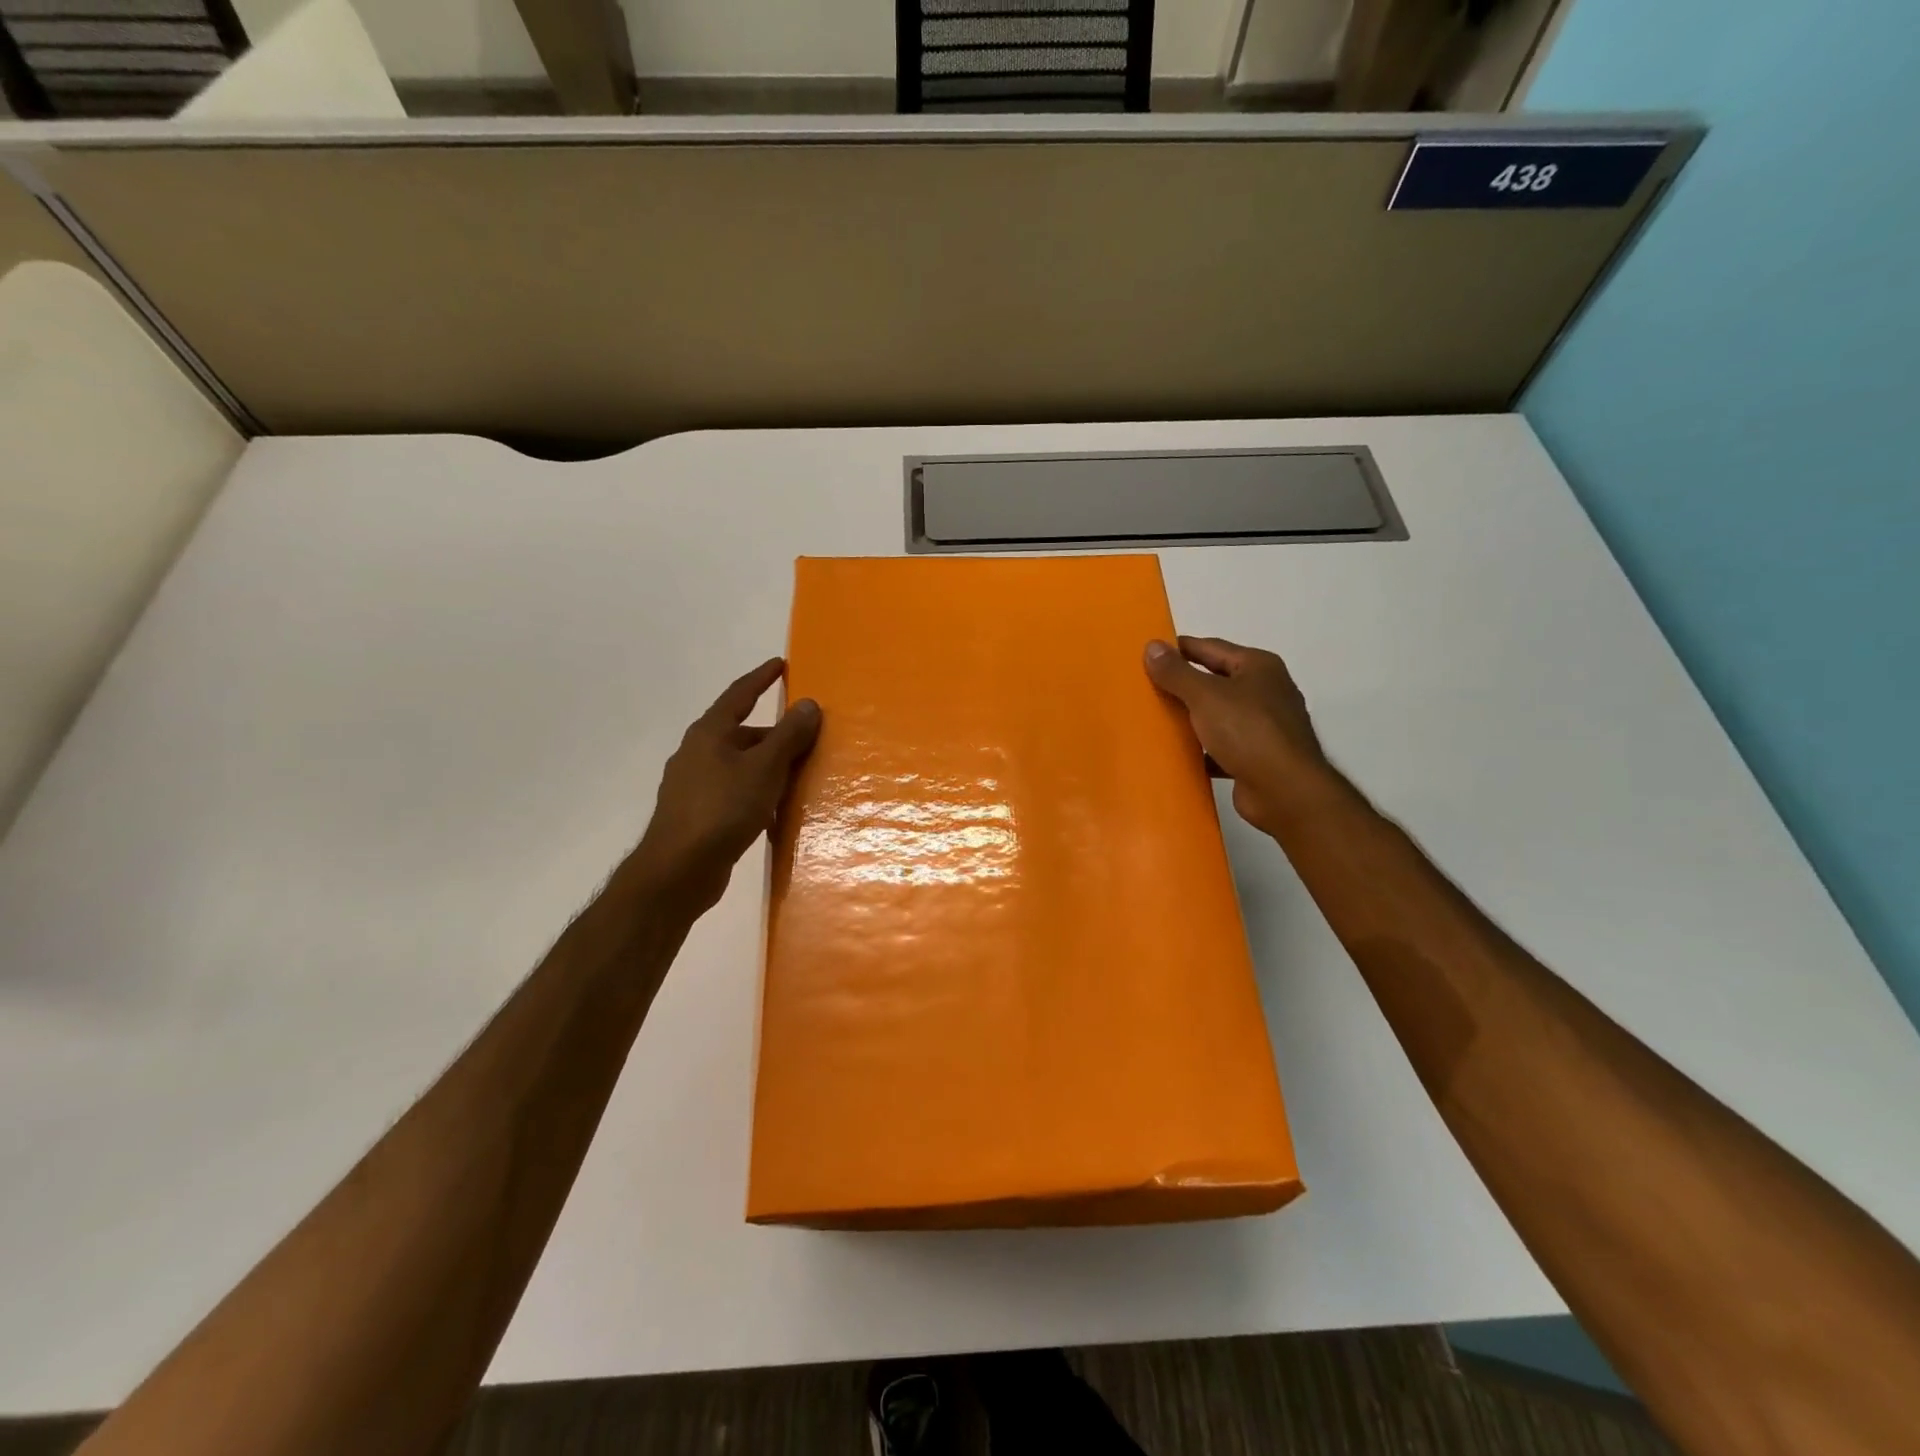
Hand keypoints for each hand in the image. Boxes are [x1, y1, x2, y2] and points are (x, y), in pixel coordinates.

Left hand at [628, 658, 820, 912]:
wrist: (678, 869)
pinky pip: (734, 792)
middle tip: (806, 736)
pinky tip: (774, 811)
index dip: (761, 678)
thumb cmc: (723, 809)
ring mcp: (693, 784)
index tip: (780, 664)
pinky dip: (757, 793)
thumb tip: (808, 704)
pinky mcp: (697, 813)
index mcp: (709, 733)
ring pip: (739, 765)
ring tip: (798, 775)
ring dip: (767, 766)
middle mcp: (697, 752)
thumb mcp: (764, 768)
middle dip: (774, 734)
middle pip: (742, 733)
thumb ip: (788, 736)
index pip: (739, 694)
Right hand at [1144, 636, 1331, 834]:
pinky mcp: (1258, 756)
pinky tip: (1178, 754)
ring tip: (1155, 720)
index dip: (1178, 649)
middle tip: (1145, 688)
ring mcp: (1264, 726)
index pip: (1210, 647)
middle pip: (1215, 680)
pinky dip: (1202, 749)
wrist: (1285, 791)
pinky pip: (1222, 746)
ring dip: (1191, 718)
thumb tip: (1151, 646)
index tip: (1147, 655)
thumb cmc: (1248, 732)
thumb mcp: (1205, 695)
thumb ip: (1176, 672)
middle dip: (1182, 684)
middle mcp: (1265, 691)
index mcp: (1258, 666)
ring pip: (1218, 715)